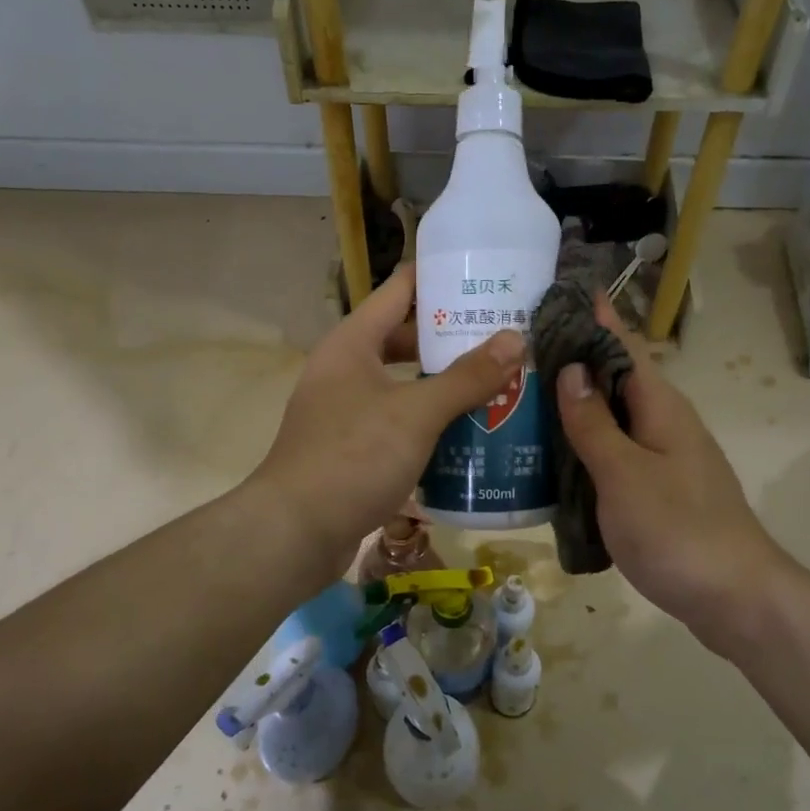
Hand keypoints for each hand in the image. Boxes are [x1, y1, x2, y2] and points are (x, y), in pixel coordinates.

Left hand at [251, 263, 522, 572]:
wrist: (294, 533)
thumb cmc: (353, 457)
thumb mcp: (416, 413)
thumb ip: (466, 377)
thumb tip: (515, 339)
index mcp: (353, 342)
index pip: (400, 289)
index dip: (441, 277)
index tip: (487, 277)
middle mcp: (345, 368)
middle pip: (405, 338)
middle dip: (452, 338)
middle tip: (505, 337)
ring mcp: (345, 409)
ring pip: (404, 383)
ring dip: (444, 384)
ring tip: (497, 382)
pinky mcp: (351, 447)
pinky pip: (398, 421)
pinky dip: (429, 421)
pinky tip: (467, 433)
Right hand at [555, 298, 794, 659]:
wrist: (734, 598)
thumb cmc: (676, 529)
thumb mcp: (623, 472)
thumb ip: (594, 422)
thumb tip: (572, 368)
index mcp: (660, 406)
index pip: (623, 346)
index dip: (595, 317)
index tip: (558, 291)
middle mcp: (665, 423)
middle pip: (615, 380)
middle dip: (574, 361)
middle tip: (519, 350)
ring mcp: (663, 459)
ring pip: (613, 419)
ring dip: (575, 406)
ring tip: (524, 398)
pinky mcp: (658, 491)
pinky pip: (615, 453)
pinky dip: (585, 446)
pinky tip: (552, 457)